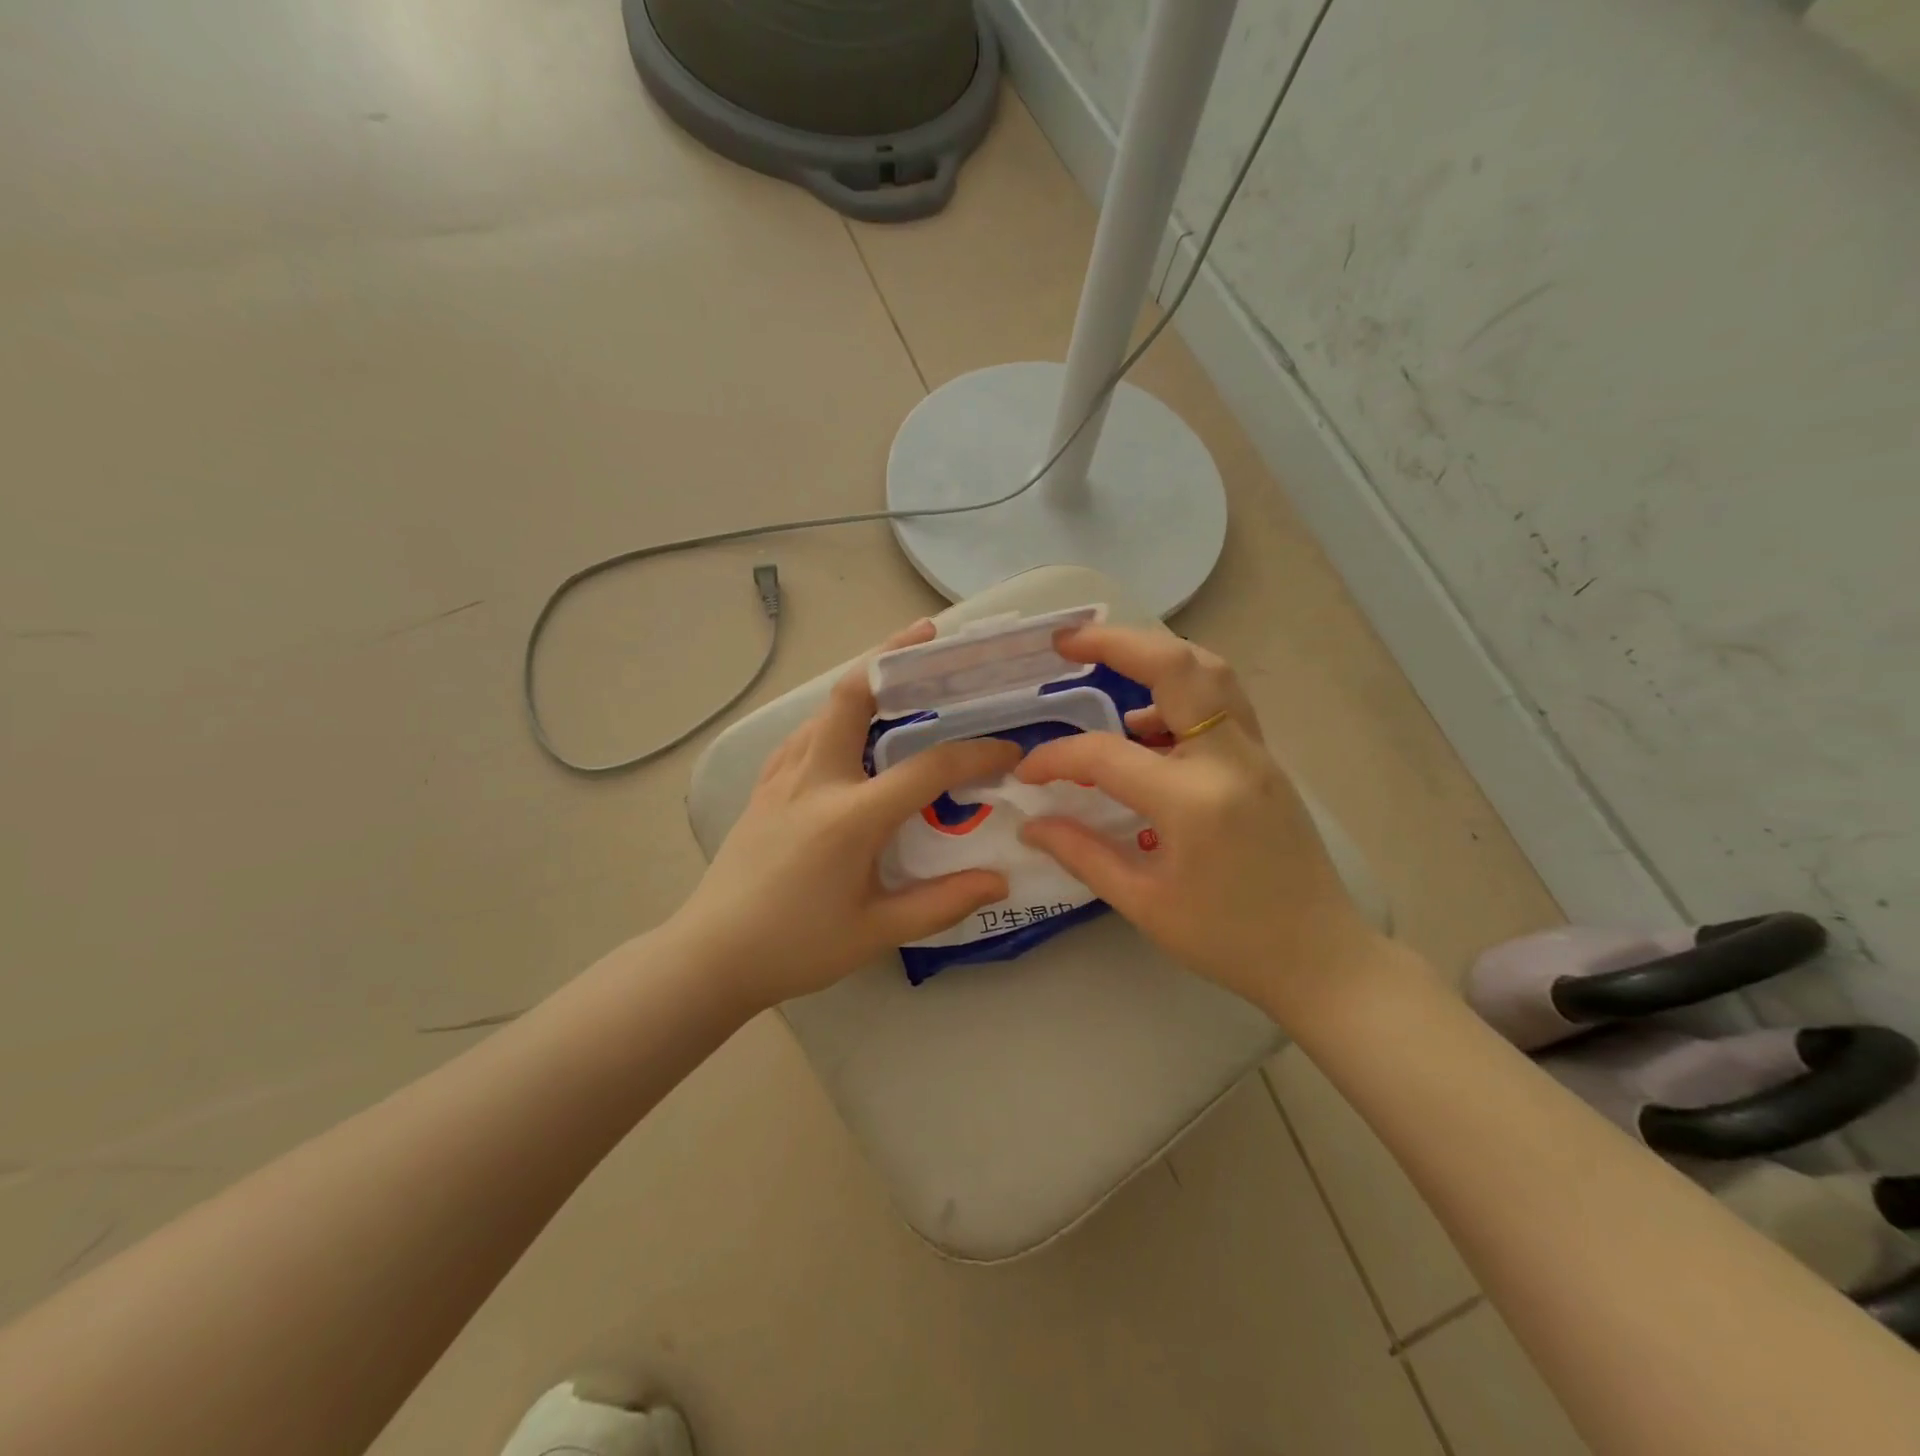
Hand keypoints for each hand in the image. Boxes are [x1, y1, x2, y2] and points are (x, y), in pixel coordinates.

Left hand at [672, 620, 1020, 1010]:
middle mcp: (814, 779)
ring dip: (866, 683)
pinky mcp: (765, 786)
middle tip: (931, 636)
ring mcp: (783, 777)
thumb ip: (942, 902)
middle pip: (852, 695)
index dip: (975, 755)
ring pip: (826, 708)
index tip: (1008, 752)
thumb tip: (1001, 879)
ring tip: (903, 677)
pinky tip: (852, 732)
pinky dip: (836, 715)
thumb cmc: (796, 947)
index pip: (927, 768)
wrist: (711, 955)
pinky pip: (806, 733)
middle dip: (892, 655)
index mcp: (849, 816)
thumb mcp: (876, 932)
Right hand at [1015, 625, 1383, 1019]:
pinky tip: (1147, 726)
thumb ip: (1082, 854)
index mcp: (1194, 801)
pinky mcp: (1266, 761)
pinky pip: (1222, 703)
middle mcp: (1230, 759)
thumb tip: (1031, 823)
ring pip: (1209, 671)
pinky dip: (1180, 693)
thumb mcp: (1144, 904)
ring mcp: (1256, 754)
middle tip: (1067, 640)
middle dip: (1116, 641)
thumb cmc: (1228, 941)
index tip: (1027, 774)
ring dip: (1155, 657)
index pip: (1106, 754)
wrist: (1321, 959)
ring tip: (1106, 667)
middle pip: (1177, 665)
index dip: (1056, 758)